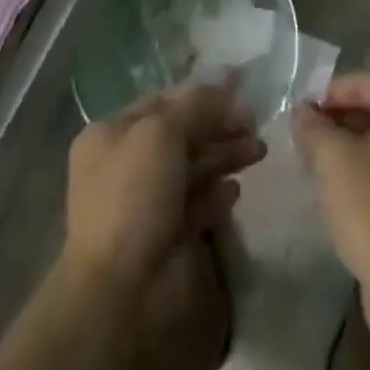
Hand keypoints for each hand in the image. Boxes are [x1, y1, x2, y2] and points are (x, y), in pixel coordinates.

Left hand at [63, 80, 265, 288]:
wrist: (125, 292)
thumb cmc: (135, 195)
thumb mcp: (162, 132)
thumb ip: (197, 104)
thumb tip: (228, 77)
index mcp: (111, 134)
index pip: (162, 100)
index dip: (201, 91)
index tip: (240, 85)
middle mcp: (127, 164)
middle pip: (182, 132)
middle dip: (219, 124)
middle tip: (255, 122)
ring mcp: (148, 202)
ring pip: (194, 166)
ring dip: (226, 154)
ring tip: (258, 151)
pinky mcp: (170, 236)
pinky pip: (200, 203)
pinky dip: (218, 193)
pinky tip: (235, 191)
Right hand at [291, 72, 369, 287]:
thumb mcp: (332, 157)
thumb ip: (313, 127)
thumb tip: (301, 111)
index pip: (365, 82)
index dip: (328, 93)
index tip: (300, 111)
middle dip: (340, 121)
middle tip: (306, 137)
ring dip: (351, 149)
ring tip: (318, 163)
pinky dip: (368, 174)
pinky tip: (343, 192)